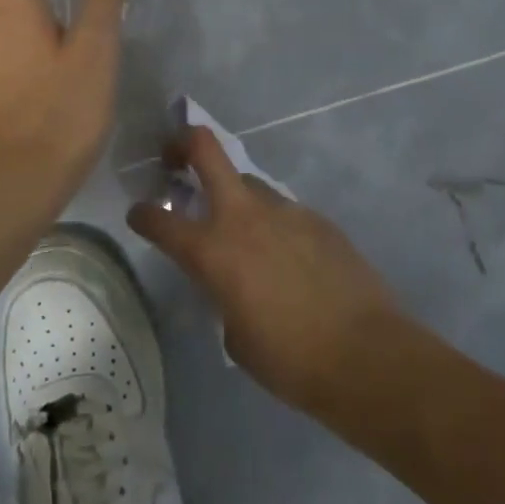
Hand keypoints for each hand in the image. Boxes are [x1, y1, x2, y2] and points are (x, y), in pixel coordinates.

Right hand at [126, 127, 401, 413]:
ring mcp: (285, 211)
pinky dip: (273, 225)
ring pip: (249, 183)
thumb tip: (229, 282)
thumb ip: (221, 293)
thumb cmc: (289, 359)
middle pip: (206, 150)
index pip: (159, 220)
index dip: (142, 215)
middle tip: (173, 159)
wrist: (366, 355)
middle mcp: (243, 217)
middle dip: (182, 144)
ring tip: (243, 232)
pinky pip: (283, 211)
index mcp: (212, 250)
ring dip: (234, 197)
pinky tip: (288, 258)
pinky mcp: (318, 219)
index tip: (139, 215)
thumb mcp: (234, 333)